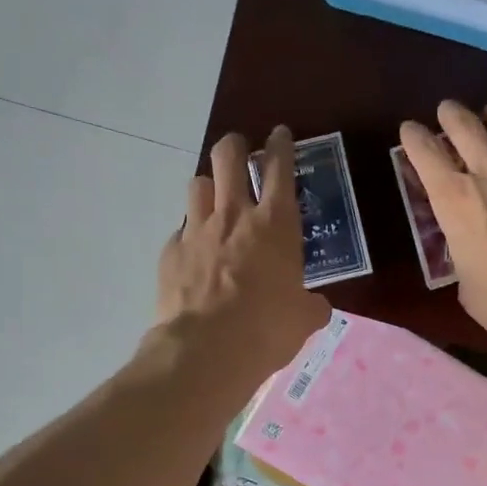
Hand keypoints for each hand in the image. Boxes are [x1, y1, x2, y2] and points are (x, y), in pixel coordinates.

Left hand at [154, 126, 328, 384]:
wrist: (206, 350)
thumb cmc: (267, 329)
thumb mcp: (304, 319)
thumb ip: (311, 304)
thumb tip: (315, 306)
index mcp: (276, 225)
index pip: (280, 168)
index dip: (281, 146)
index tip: (279, 135)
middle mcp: (234, 216)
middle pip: (228, 157)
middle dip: (235, 145)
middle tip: (240, 152)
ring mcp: (197, 230)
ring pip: (197, 184)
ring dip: (208, 186)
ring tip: (214, 200)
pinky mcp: (171, 252)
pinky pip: (181, 229)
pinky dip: (191, 233)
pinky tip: (196, 252)